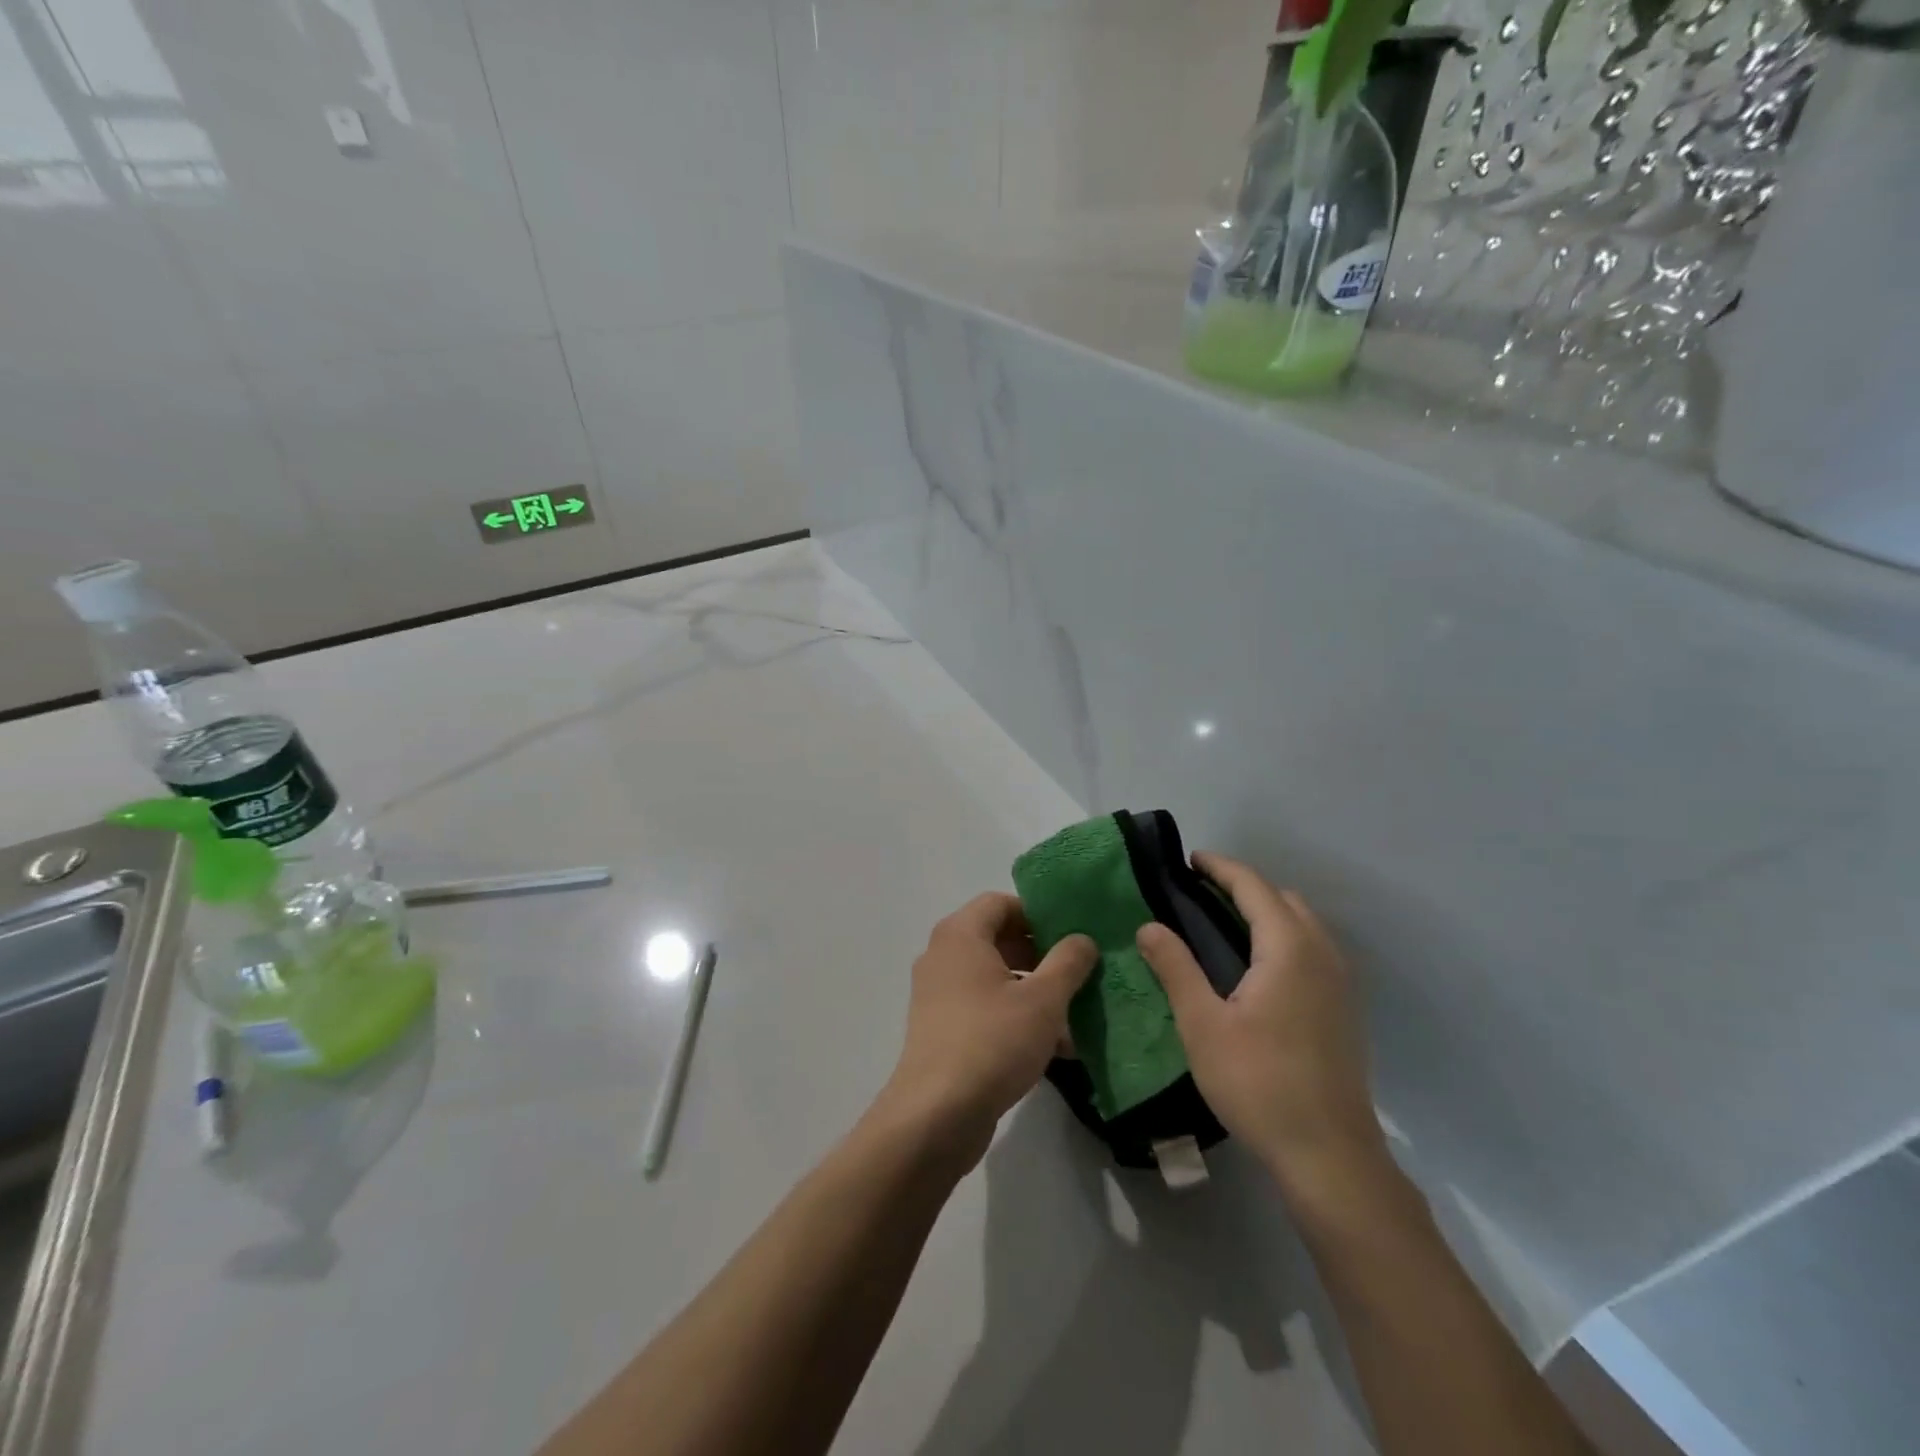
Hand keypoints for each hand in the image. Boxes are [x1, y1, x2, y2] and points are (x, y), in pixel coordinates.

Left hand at [878, 894, 1096, 1167]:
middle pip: (998, 939)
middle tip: (1079, 973)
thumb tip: (1082, 938)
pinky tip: (1055, 1048)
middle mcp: (943, 956)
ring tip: (1076, 1015)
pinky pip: (985, 1008)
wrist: (936, 1115)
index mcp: (960, 935)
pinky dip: (1016, 1016)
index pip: (1000, 902)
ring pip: (995, 978)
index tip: (1072, 934)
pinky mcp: (942, 1029)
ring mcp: (939, 994)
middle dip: (1042, 954)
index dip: (1038, 913)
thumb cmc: (992, 1041)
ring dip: (1034, 991)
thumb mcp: (1043, 999)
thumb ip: (1068, 962)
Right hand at [1136, 854, 1386, 1198]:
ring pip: (1304, 925)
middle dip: (1244, 886)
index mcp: (1288, 949)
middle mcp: (1322, 954)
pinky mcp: (1345, 1010)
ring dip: (1267, 912)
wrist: (1330, 1156)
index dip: (1221, 868)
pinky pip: (1313, 950)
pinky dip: (1284, 937)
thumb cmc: (1259, 1083)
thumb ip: (1175, 967)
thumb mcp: (1202, 1024)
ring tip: (1223, 924)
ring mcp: (1341, 983)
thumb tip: (1149, 925)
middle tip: (1200, 893)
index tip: (1189, 860)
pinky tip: (1257, 968)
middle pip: (1284, 899)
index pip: (1254, 887)